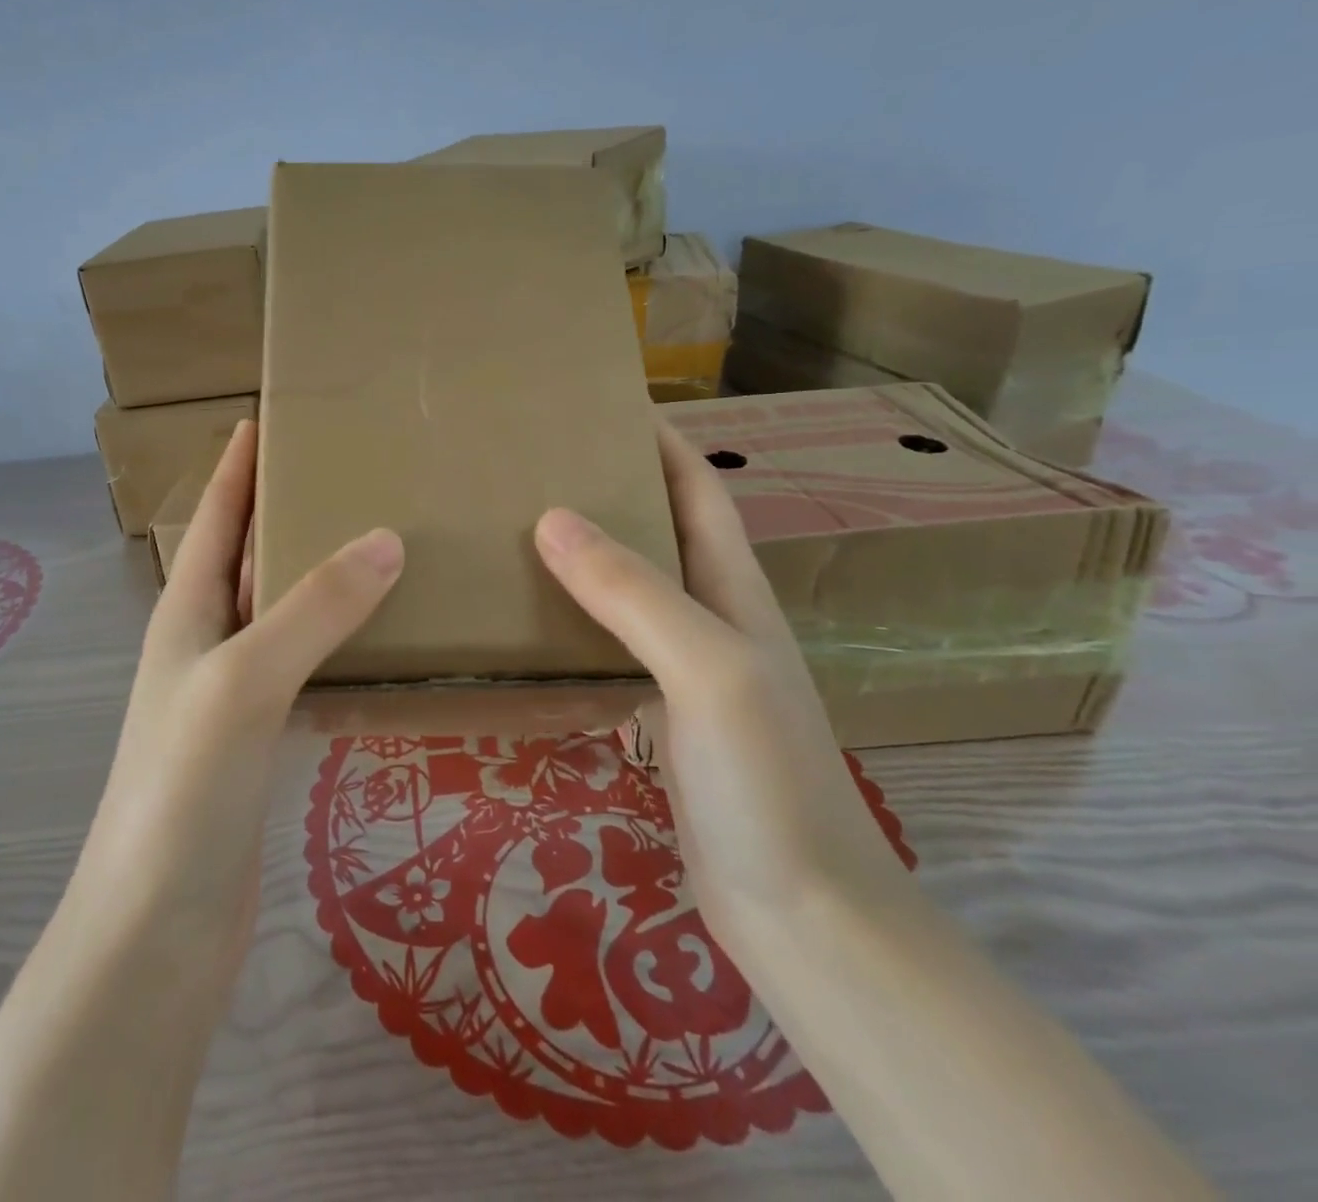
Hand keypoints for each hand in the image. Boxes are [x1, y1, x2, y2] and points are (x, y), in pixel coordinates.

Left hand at [72, 419, 403, 977]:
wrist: (157, 931)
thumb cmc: (183, 791)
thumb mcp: (244, 680)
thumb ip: (312, 610)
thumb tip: (385, 538)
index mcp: (186, 613)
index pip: (214, 517)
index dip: (238, 466)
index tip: (271, 417)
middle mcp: (203, 644)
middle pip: (246, 557)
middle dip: (285, 510)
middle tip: (348, 473)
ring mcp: (230, 695)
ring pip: (279, 613)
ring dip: (316, 576)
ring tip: (377, 541)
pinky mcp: (259, 742)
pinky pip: (303, 668)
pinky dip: (335, 642)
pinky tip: (379, 639)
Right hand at [533, 424, 917, 947]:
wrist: (801, 915)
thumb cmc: (765, 780)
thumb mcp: (706, 671)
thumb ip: (634, 593)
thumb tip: (551, 517)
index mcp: (733, 591)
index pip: (697, 490)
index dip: (659, 440)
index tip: (601, 403)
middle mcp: (712, 619)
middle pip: (658, 531)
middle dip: (608, 488)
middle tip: (535, 465)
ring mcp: (686, 670)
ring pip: (630, 589)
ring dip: (586, 554)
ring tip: (517, 529)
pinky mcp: (659, 715)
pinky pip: (611, 645)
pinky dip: (575, 620)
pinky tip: (531, 622)